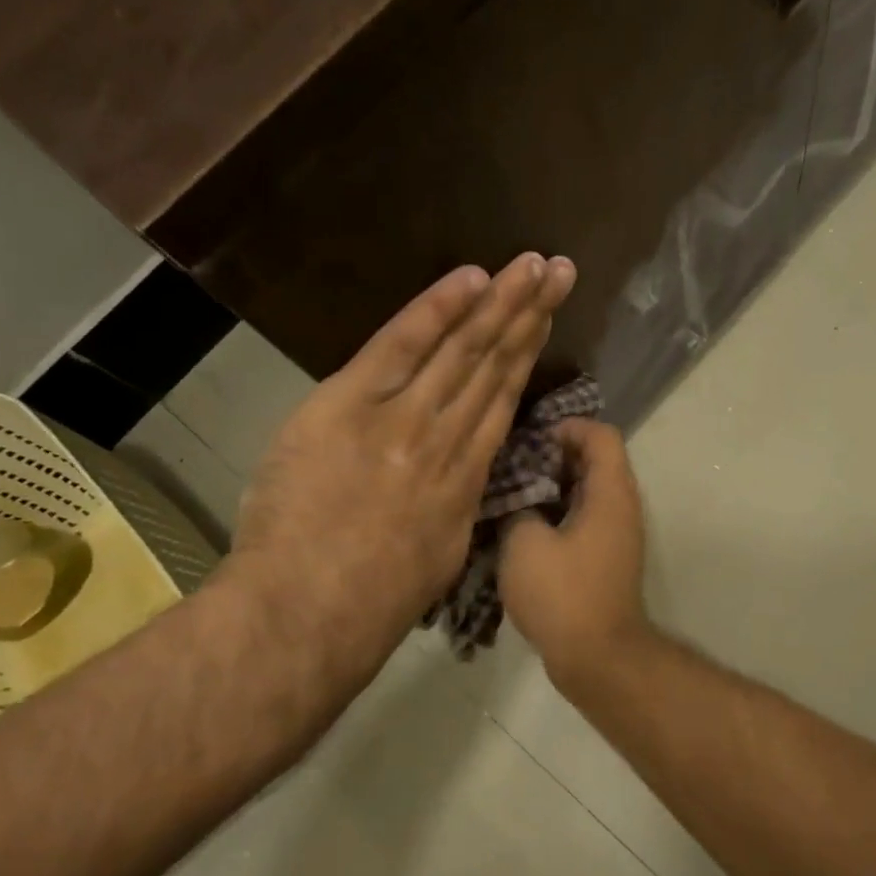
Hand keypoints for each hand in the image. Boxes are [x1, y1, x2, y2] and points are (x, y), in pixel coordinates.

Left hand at [226, 253, 576, 680]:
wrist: (315, 610)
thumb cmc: (375, 600)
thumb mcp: (439, 555)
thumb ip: (453, 506)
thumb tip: (461, 479)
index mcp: (466, 478)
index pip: (501, 402)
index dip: (526, 356)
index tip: (545, 320)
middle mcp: (448, 440)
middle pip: (494, 367)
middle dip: (529, 315)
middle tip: (560, 271)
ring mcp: (404, 418)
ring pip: (463, 351)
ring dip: (501, 303)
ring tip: (532, 265)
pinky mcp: (352, 404)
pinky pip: (401, 346)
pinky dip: (437, 310)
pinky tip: (471, 278)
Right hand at [499, 418, 653, 688]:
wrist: (597, 657)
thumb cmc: (563, 594)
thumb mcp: (525, 543)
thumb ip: (519, 507)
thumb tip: (520, 501)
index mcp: (610, 494)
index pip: (602, 435)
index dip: (568, 427)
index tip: (531, 440)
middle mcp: (622, 508)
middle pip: (595, 461)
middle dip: (553, 457)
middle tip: (513, 465)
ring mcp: (616, 536)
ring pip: (587, 493)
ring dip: (553, 488)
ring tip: (512, 494)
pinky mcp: (606, 560)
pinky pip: (584, 520)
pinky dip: (558, 515)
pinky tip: (523, 528)